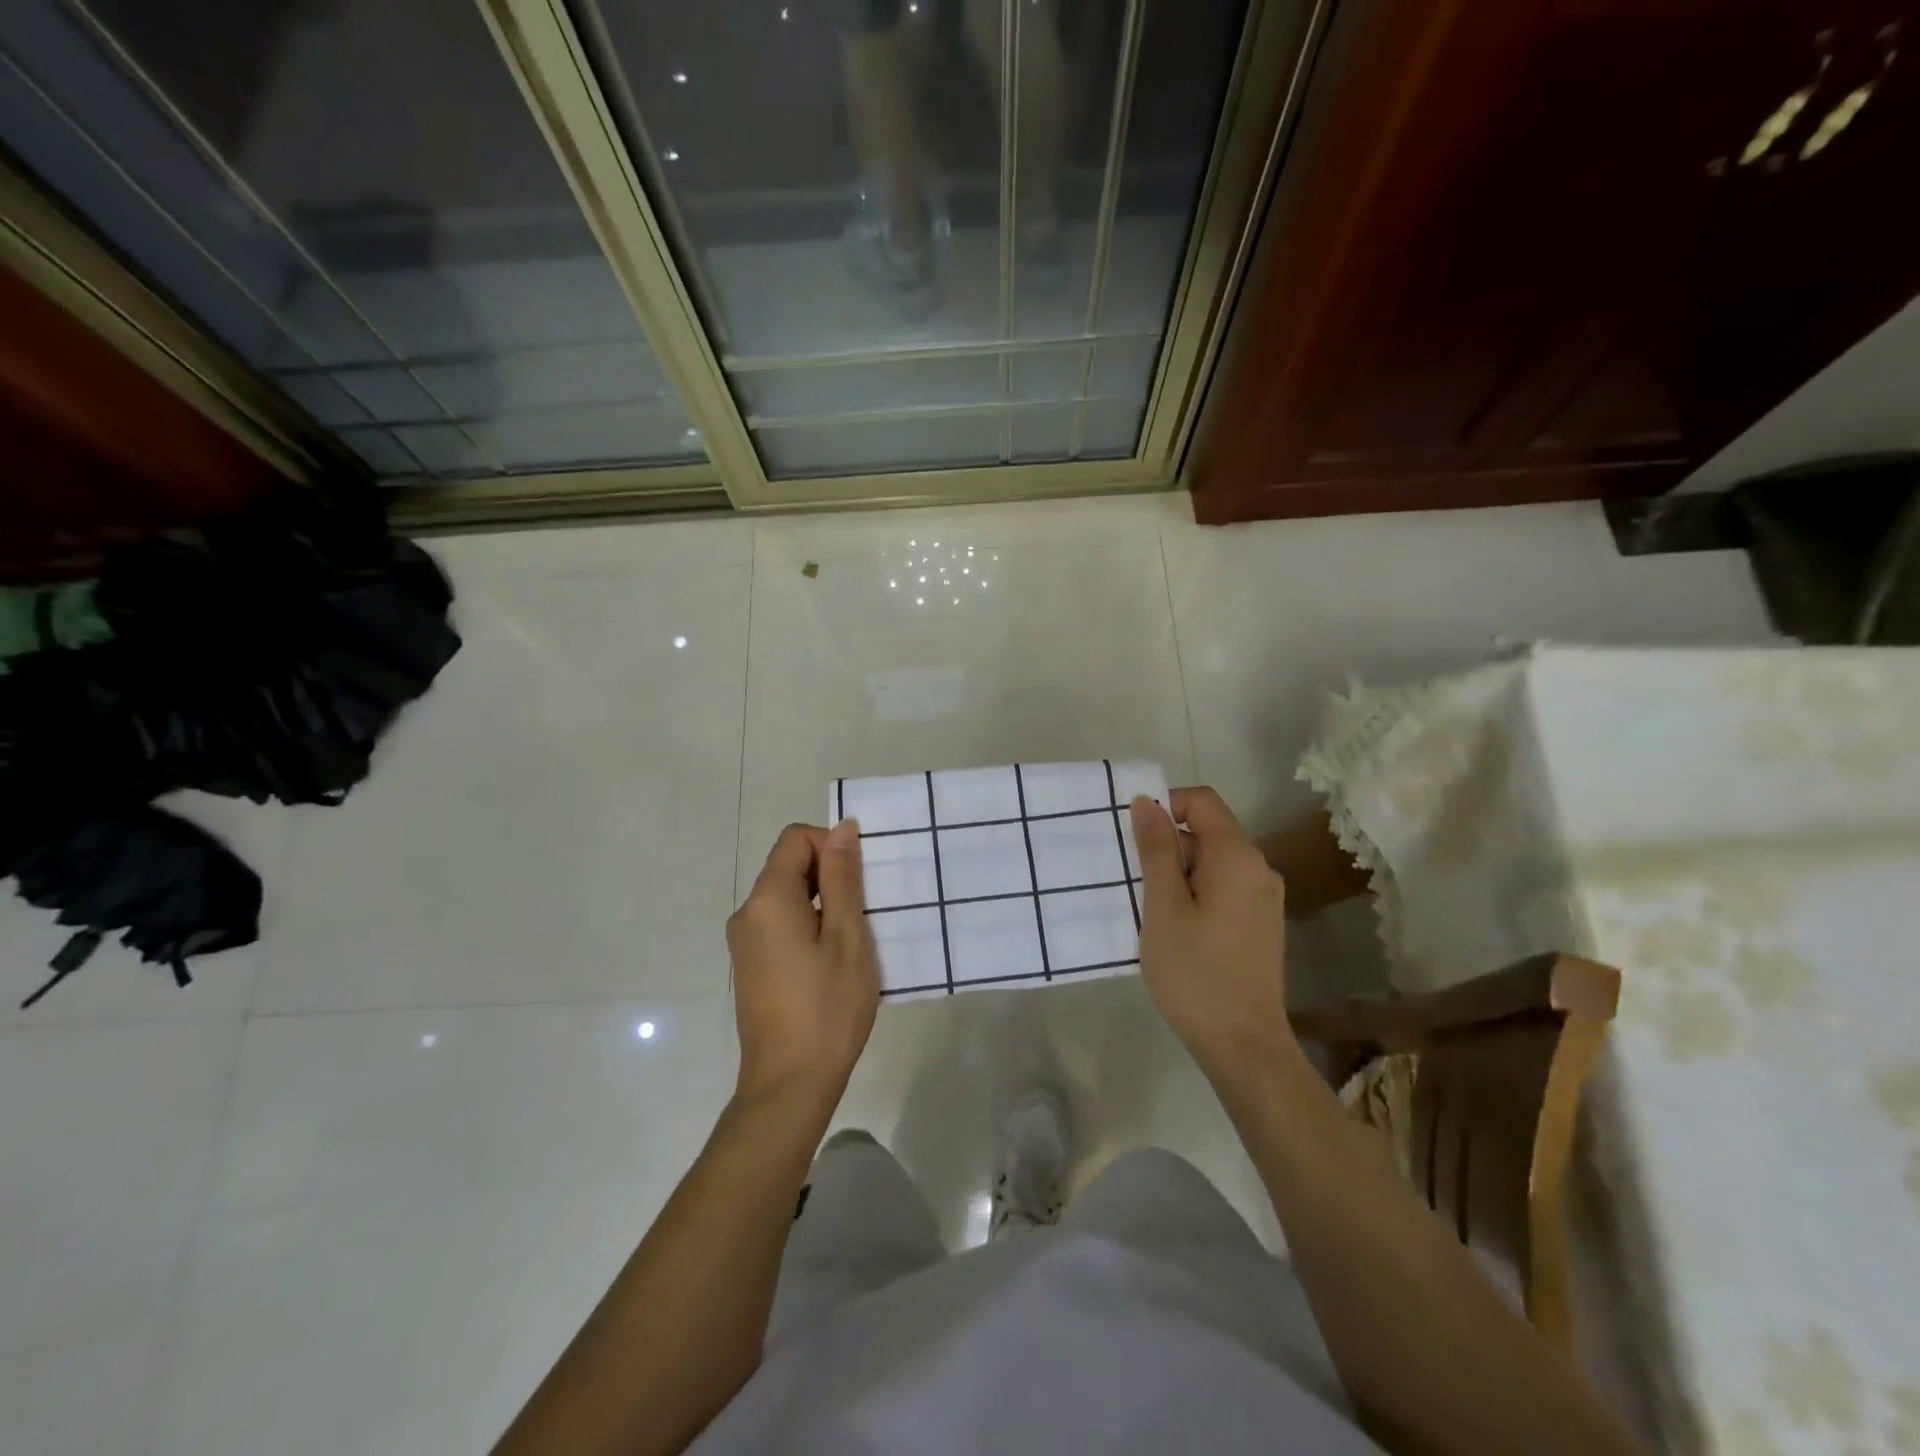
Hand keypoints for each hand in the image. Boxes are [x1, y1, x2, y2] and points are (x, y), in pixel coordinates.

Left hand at [726, 820, 879, 1105]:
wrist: (789, 1084)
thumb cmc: (827, 1007)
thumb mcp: (847, 936)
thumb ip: (843, 878)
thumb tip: (842, 828)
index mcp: (768, 899)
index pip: (796, 839)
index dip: (831, 846)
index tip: (861, 881)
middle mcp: (747, 913)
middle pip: (789, 866)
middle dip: (830, 876)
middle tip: (865, 913)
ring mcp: (744, 942)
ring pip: (787, 897)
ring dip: (823, 904)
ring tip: (853, 940)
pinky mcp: (750, 966)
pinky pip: (780, 924)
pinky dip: (809, 926)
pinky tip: (832, 962)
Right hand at [1129, 788, 1297, 1079]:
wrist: (1243, 1045)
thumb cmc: (1195, 972)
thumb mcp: (1163, 906)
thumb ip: (1156, 850)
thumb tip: (1147, 802)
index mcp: (1238, 856)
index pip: (1201, 801)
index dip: (1165, 806)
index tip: (1134, 839)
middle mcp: (1259, 868)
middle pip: (1207, 831)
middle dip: (1167, 846)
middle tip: (1134, 883)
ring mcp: (1264, 898)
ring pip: (1212, 862)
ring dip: (1177, 874)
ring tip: (1150, 911)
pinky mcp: (1260, 923)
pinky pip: (1223, 887)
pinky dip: (1195, 894)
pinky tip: (1175, 929)